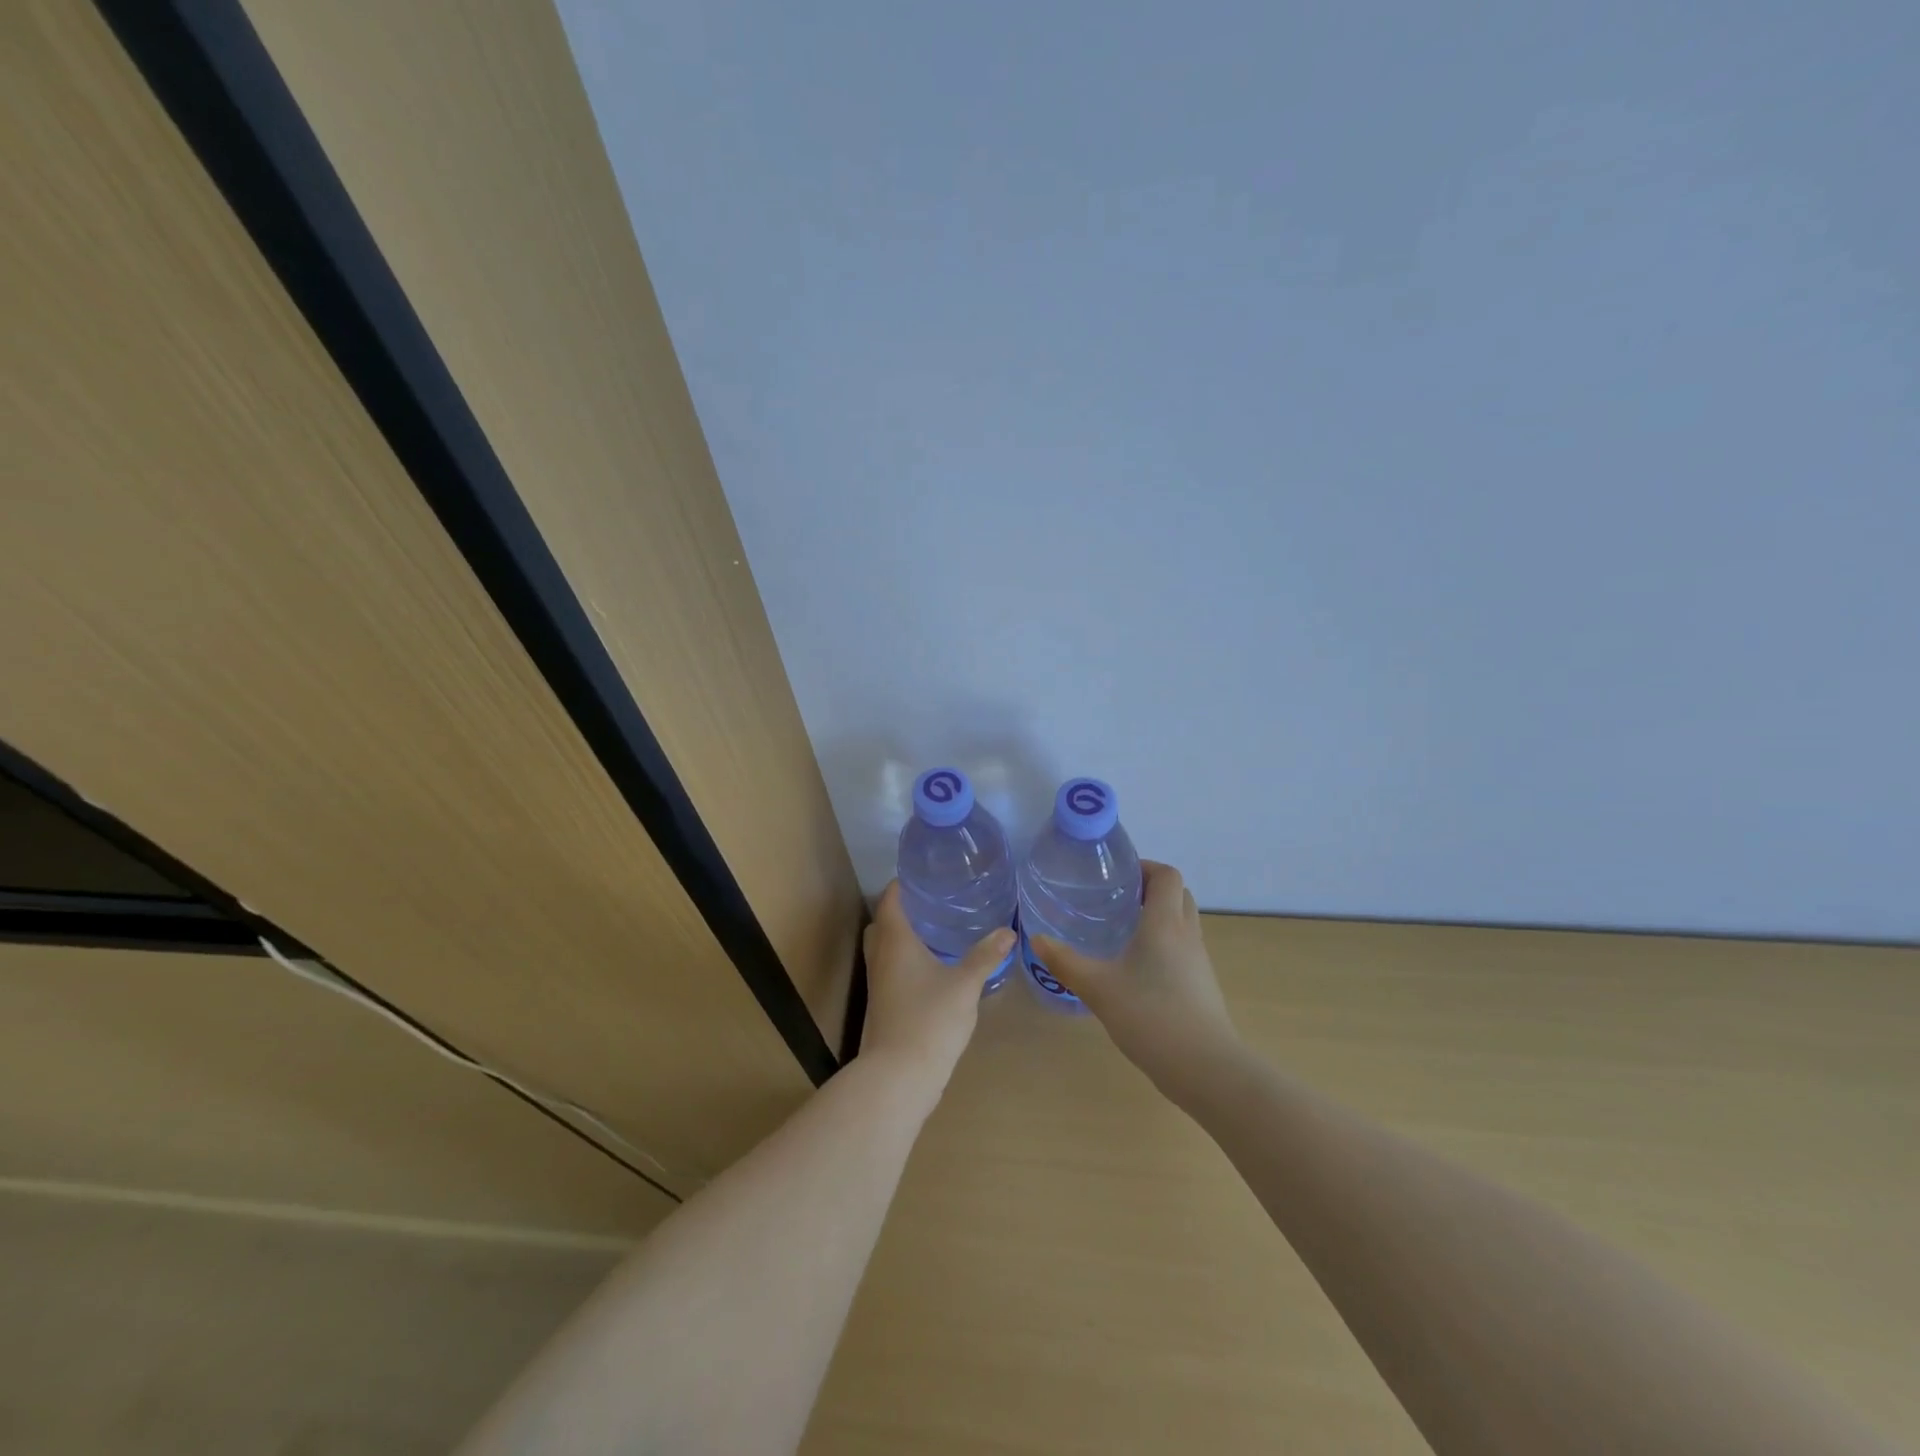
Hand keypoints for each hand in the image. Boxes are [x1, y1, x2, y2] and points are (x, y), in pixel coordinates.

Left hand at [858, 881, 1013, 1101]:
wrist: (898, 1076)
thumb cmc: (930, 1020)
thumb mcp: (965, 984)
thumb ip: (986, 956)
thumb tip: (1009, 931)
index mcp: (895, 942)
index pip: (890, 900)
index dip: (902, 884)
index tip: (924, 875)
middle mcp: (880, 957)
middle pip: (882, 923)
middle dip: (902, 910)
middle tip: (932, 903)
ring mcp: (878, 984)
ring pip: (884, 949)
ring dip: (903, 937)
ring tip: (936, 932)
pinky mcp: (883, 1005)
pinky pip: (890, 970)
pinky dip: (905, 961)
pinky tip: (932, 969)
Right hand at [1031, 862, 1240, 1099]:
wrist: (1205, 1068)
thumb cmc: (1150, 1016)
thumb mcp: (1098, 988)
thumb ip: (1065, 962)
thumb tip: (1037, 939)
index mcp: (1165, 923)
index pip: (1166, 875)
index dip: (1145, 867)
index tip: (1117, 876)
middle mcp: (1187, 934)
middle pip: (1178, 894)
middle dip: (1150, 889)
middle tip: (1117, 899)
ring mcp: (1199, 961)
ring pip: (1183, 921)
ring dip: (1159, 916)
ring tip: (1123, 930)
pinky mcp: (1202, 985)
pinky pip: (1184, 948)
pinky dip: (1164, 943)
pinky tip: (1137, 968)